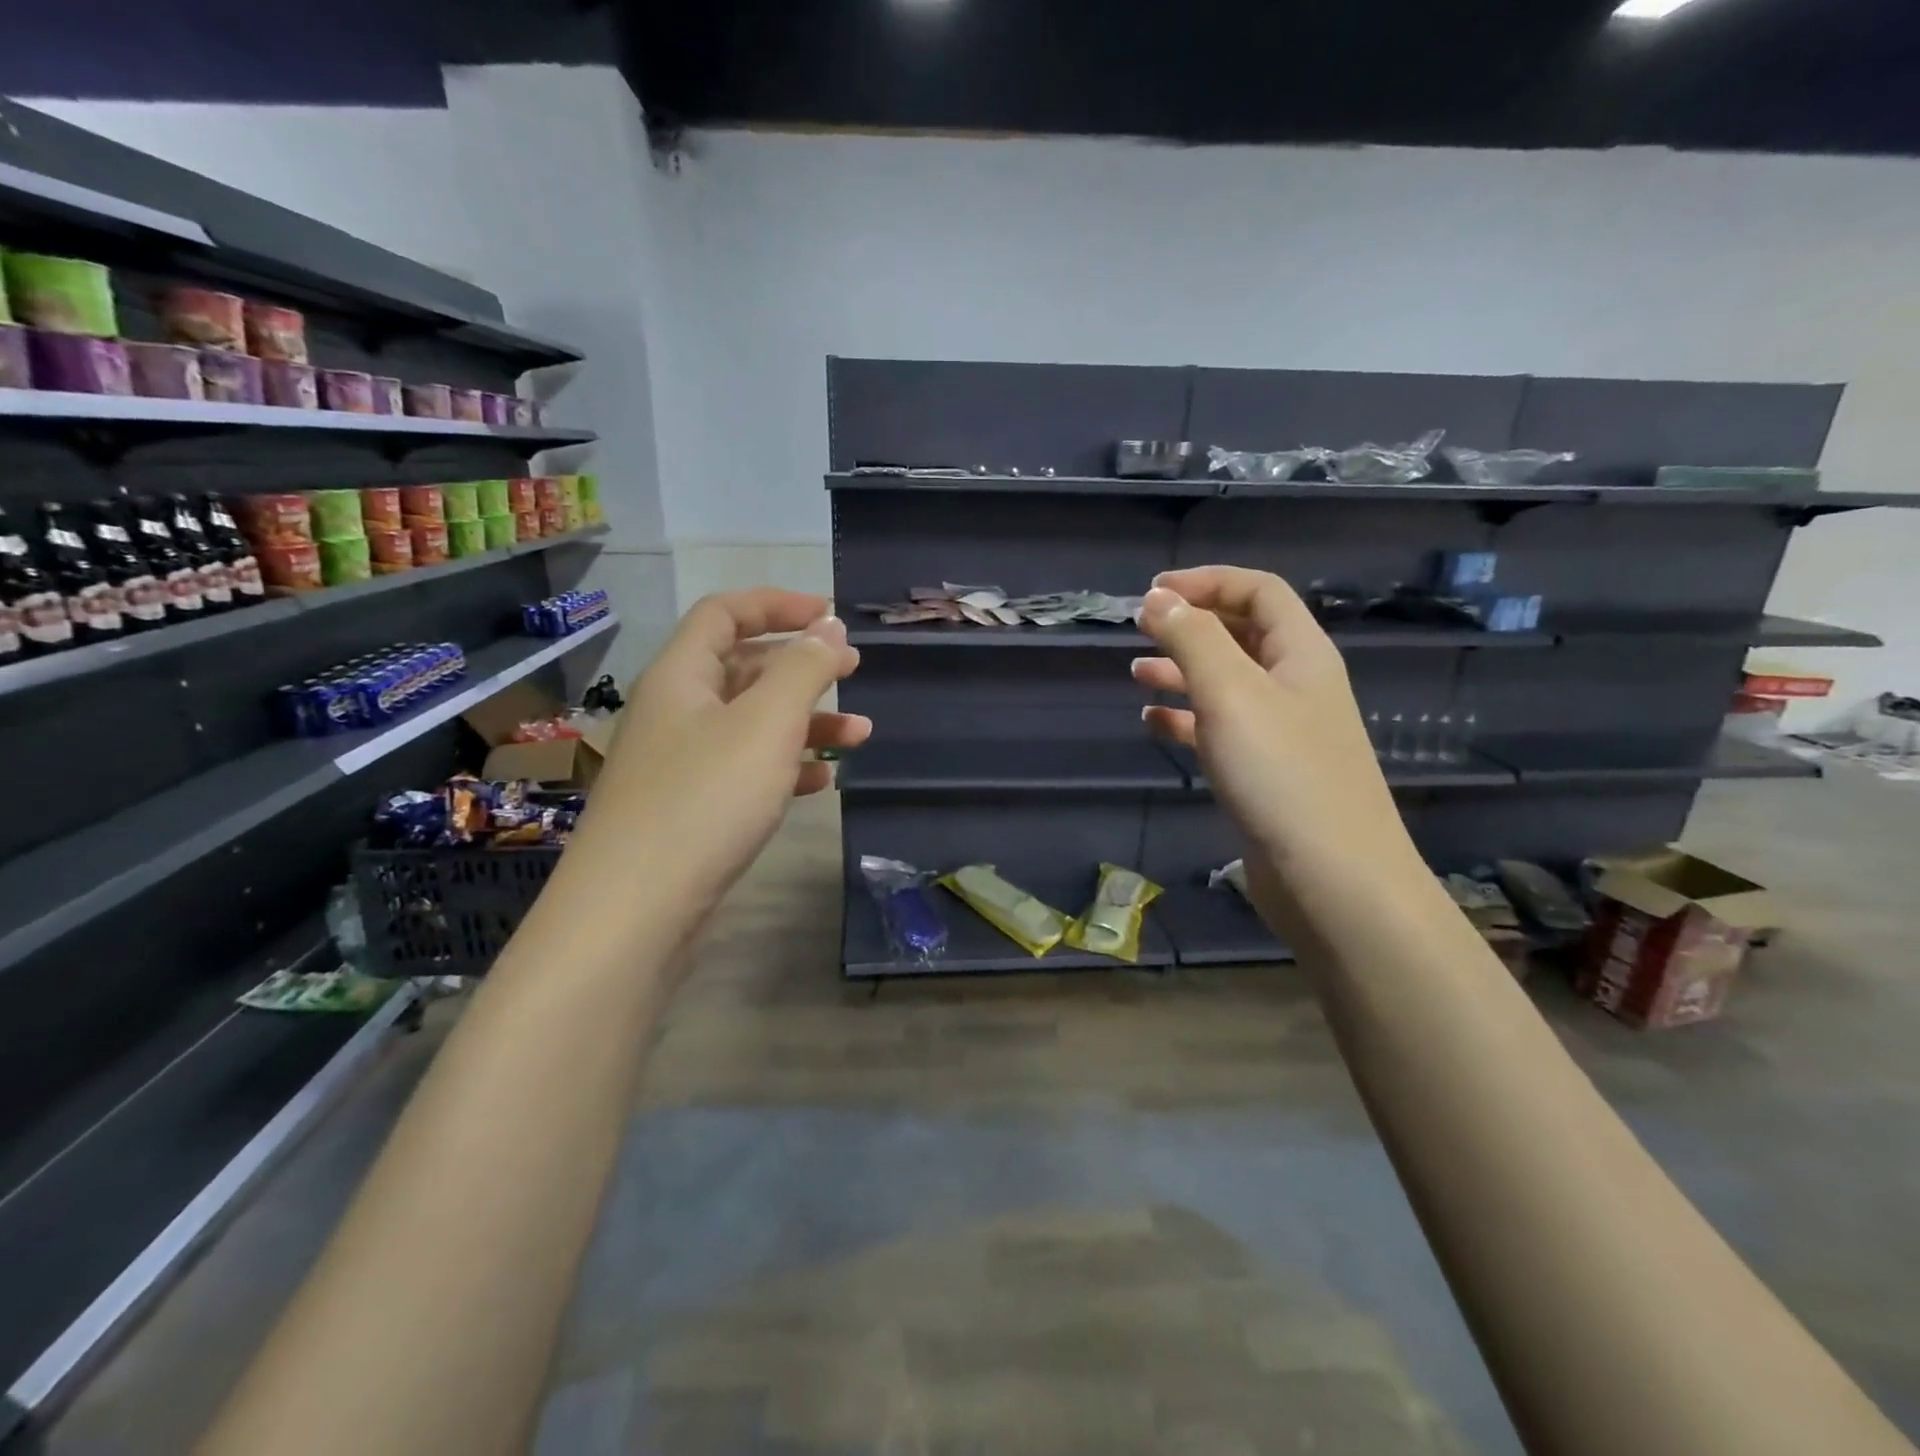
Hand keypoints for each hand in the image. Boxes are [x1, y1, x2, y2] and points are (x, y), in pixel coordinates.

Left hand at [577, 589, 868, 911]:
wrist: (634, 910)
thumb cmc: (705, 800)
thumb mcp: (766, 723)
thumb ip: (803, 668)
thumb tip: (829, 627)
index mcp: (682, 676)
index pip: (725, 613)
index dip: (778, 604)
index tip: (831, 616)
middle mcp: (676, 711)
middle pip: (743, 667)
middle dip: (801, 665)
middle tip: (854, 670)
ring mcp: (681, 762)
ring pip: (751, 723)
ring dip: (805, 720)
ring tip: (859, 734)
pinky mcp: (692, 808)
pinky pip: (746, 769)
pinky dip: (786, 765)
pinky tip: (821, 779)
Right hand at [1131, 566, 1415, 890]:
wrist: (1333, 880)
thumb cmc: (1282, 775)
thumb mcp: (1231, 693)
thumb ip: (1192, 639)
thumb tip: (1157, 598)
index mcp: (1302, 654)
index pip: (1259, 592)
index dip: (1208, 581)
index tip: (1152, 593)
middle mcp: (1296, 685)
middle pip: (1243, 634)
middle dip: (1192, 625)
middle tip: (1140, 629)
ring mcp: (1282, 733)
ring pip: (1227, 684)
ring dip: (1183, 671)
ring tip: (1137, 674)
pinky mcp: (1265, 774)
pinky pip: (1221, 730)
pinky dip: (1187, 719)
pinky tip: (1154, 723)